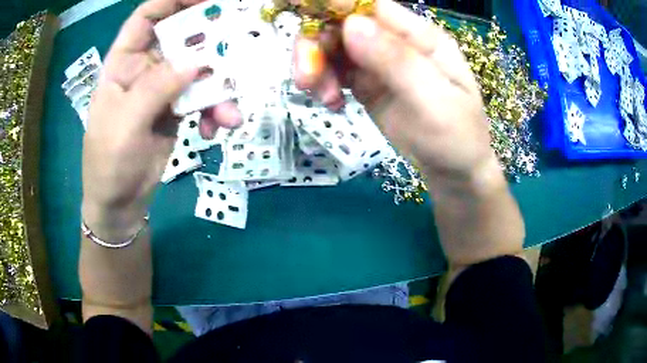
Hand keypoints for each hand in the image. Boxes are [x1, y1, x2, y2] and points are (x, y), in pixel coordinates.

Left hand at [82, 0, 240, 240]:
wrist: (120, 202)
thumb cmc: (109, 162)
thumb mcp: (125, 124)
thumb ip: (156, 88)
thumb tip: (194, 63)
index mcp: (123, 62)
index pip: (146, 17)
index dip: (173, 1)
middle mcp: (145, 68)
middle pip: (179, 36)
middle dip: (207, 36)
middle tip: (237, 38)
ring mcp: (163, 88)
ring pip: (198, 70)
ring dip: (218, 86)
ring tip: (229, 112)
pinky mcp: (177, 108)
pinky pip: (203, 98)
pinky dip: (214, 110)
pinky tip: (216, 128)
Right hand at [293, 0, 501, 198]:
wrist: (454, 172)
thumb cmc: (457, 138)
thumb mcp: (434, 102)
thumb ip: (396, 61)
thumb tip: (352, 23)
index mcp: (420, 36)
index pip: (371, 7)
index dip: (335, 8)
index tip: (306, 23)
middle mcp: (396, 42)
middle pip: (343, 25)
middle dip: (317, 46)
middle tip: (307, 80)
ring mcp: (379, 63)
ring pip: (333, 48)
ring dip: (316, 68)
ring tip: (324, 98)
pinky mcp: (367, 84)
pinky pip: (335, 72)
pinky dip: (324, 84)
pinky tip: (332, 104)